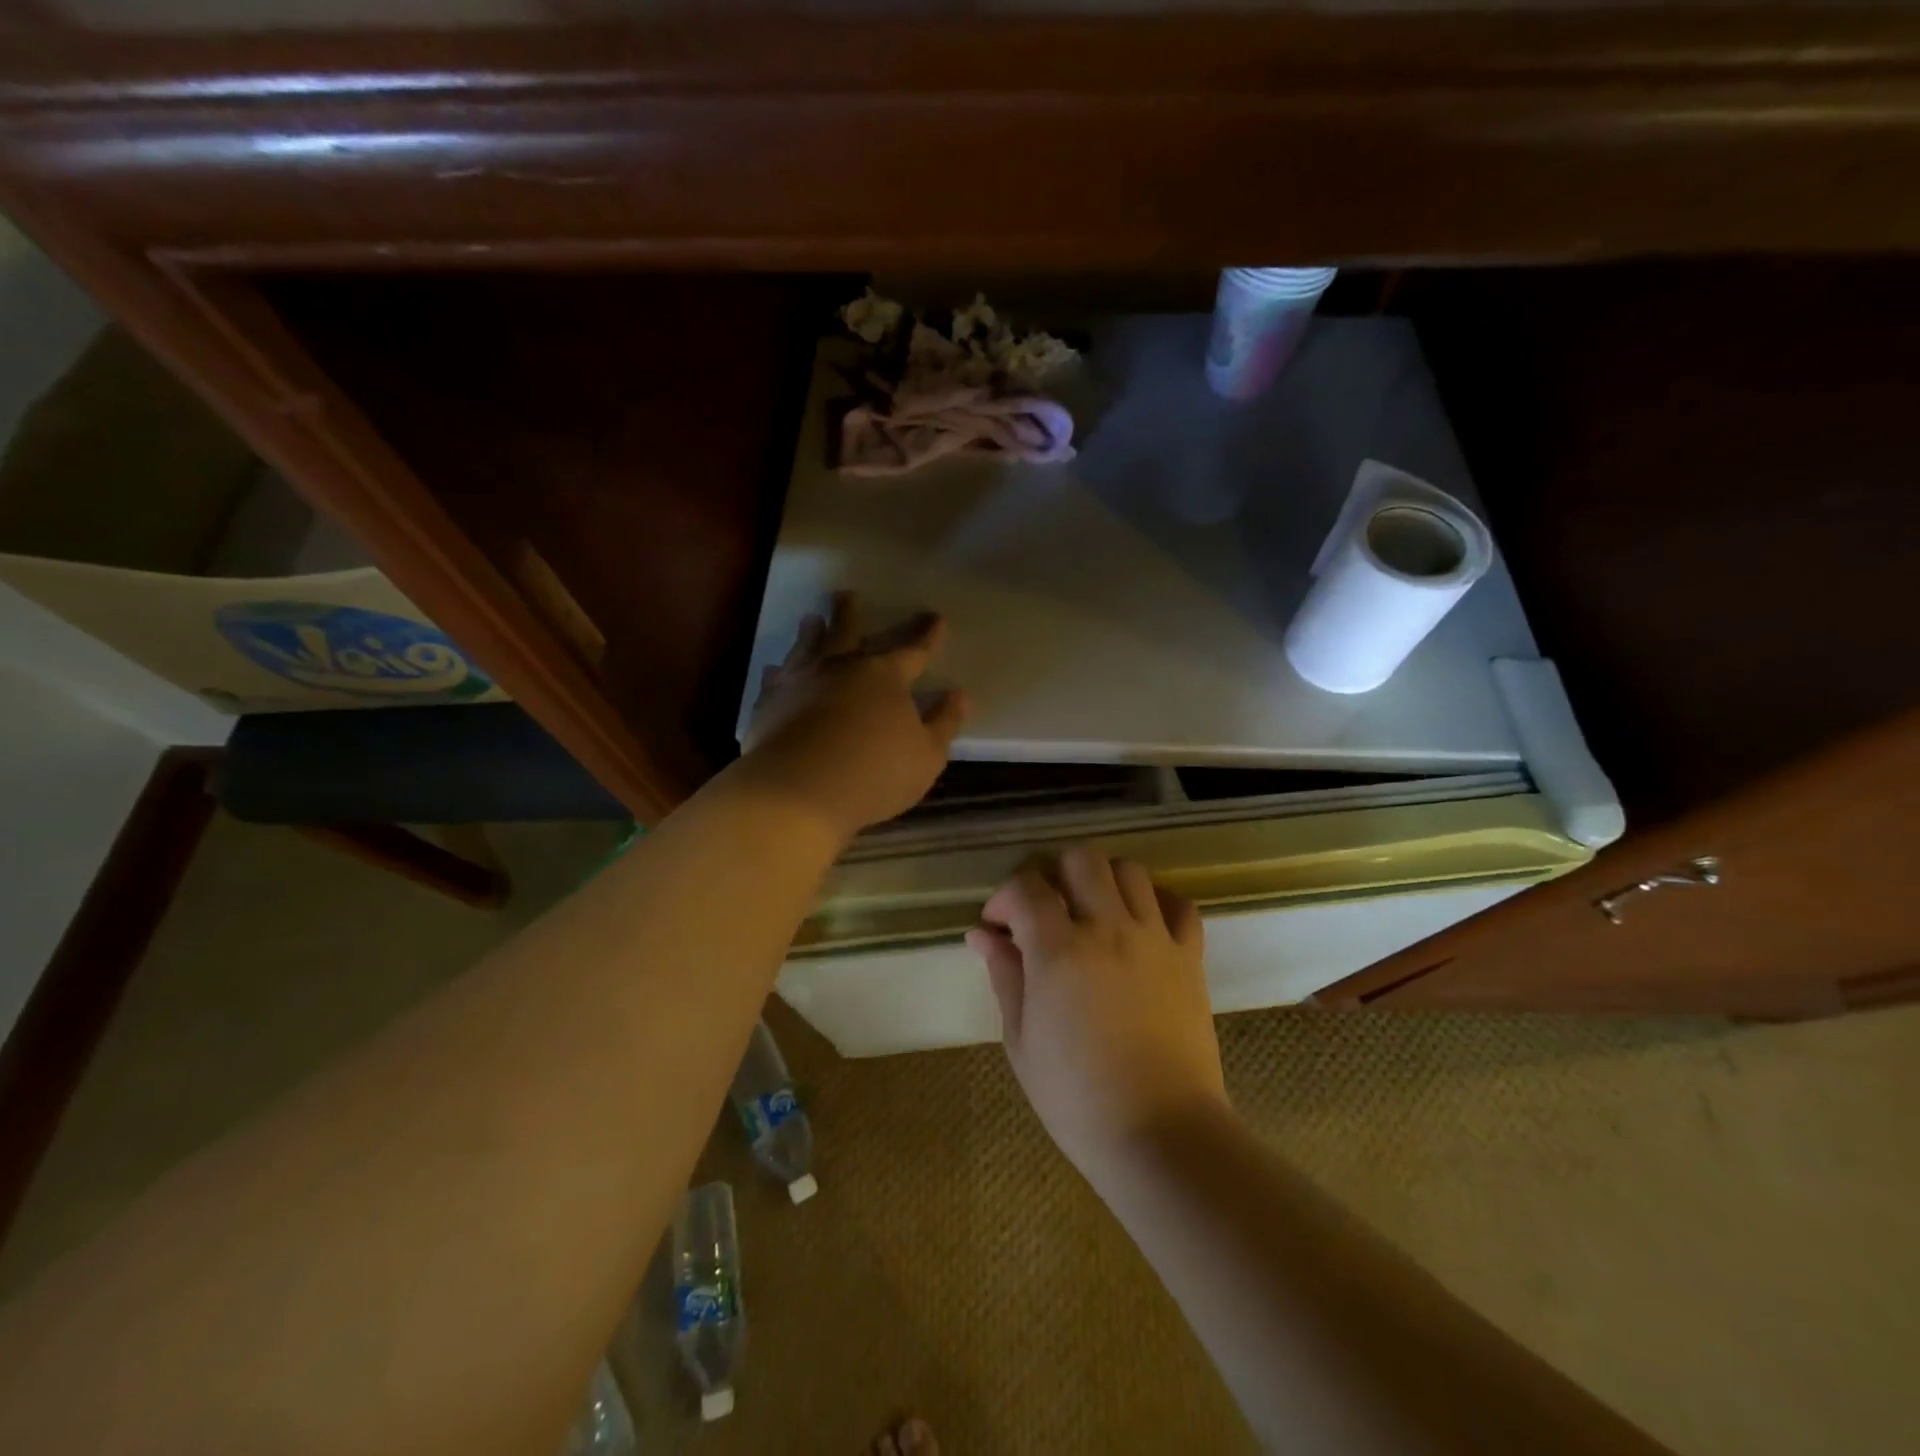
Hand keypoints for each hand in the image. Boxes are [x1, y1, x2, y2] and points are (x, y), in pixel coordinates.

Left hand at [741, 592, 967, 837]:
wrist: (797, 791)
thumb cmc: (873, 774)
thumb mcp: (926, 756)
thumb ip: (943, 723)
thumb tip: (959, 695)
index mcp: (884, 677)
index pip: (913, 650)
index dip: (926, 635)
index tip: (936, 618)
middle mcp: (840, 668)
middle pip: (847, 632)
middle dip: (849, 613)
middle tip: (845, 594)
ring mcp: (800, 682)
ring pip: (807, 647)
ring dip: (811, 633)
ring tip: (810, 620)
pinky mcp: (769, 704)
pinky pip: (775, 679)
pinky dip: (778, 671)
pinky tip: (775, 669)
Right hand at [967, 847, 1226, 1180]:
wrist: (1162, 1135)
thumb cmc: (1077, 1098)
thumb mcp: (1022, 1041)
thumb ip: (1004, 976)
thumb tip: (983, 934)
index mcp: (1059, 951)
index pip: (1026, 887)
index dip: (1004, 897)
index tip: (998, 925)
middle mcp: (1108, 929)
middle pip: (1081, 859)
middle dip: (1054, 873)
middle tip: (1045, 910)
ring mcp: (1154, 939)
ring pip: (1129, 871)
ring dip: (1102, 880)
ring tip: (1091, 913)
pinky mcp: (1190, 957)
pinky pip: (1179, 905)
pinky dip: (1157, 901)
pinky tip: (1140, 922)